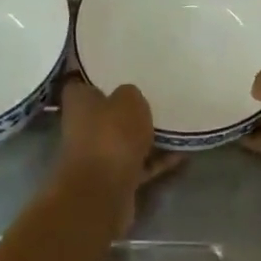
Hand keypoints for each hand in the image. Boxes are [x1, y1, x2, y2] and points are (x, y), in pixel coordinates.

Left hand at [55, 78, 179, 229]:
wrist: (103, 192)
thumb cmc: (111, 135)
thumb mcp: (129, 99)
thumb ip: (130, 93)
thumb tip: (128, 97)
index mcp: (79, 102)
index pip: (80, 82)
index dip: (94, 75)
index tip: (114, 68)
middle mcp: (83, 127)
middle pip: (104, 113)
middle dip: (124, 107)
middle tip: (152, 94)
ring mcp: (97, 156)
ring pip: (123, 140)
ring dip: (144, 136)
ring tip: (173, 122)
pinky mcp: (113, 179)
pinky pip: (139, 164)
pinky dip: (156, 160)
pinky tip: (181, 153)